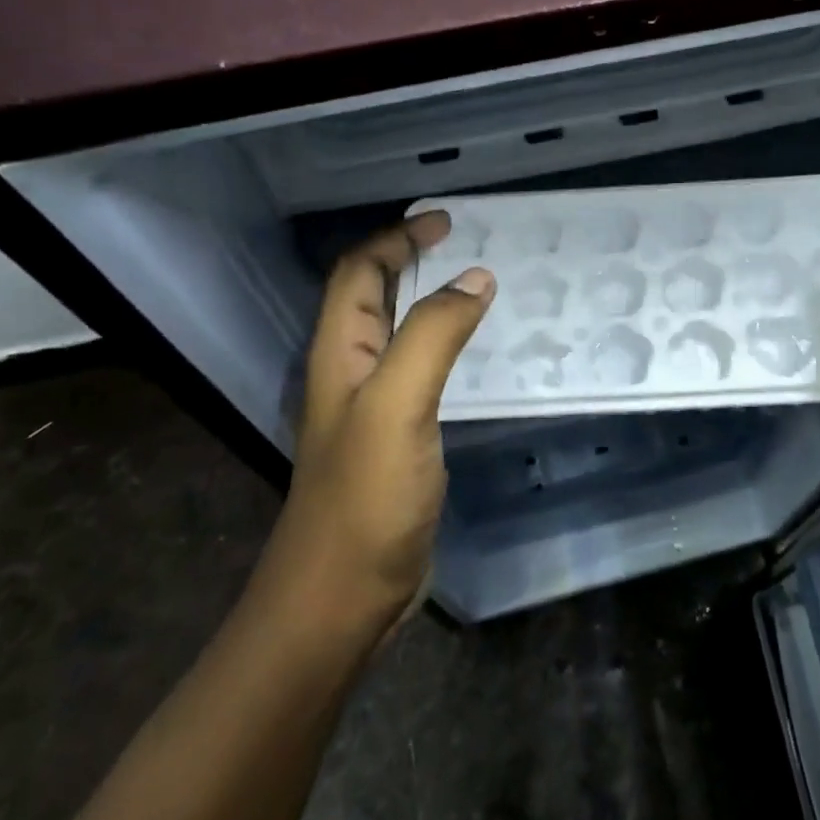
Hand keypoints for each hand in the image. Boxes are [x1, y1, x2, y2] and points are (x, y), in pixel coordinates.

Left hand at [273, 211, 493, 627]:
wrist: (342, 596)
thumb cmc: (364, 497)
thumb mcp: (397, 404)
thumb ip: (432, 335)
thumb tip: (475, 278)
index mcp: (340, 353)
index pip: (359, 273)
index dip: (396, 240)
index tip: (445, 222)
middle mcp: (351, 371)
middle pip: (373, 296)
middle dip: (411, 261)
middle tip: (466, 244)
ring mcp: (373, 408)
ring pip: (400, 333)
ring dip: (431, 301)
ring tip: (480, 288)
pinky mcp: (397, 439)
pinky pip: (421, 372)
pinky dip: (446, 346)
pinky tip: (478, 355)